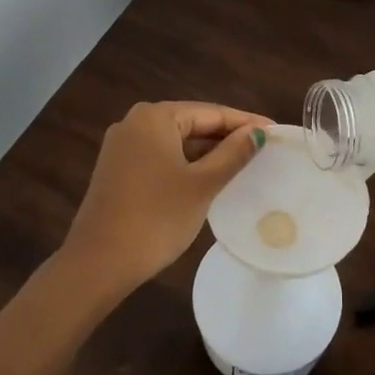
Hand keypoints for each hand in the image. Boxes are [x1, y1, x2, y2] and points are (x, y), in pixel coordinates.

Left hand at [59, 101, 270, 297]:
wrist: (98, 262)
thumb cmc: (156, 218)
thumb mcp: (202, 185)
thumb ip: (232, 154)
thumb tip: (258, 133)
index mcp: (154, 117)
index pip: (210, 112)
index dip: (245, 122)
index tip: (275, 131)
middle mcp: (134, 122)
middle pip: (191, 123)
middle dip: (226, 136)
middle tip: (262, 147)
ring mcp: (122, 147)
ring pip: (175, 141)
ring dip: (206, 152)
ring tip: (242, 162)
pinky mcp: (117, 169)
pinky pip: (160, 156)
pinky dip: (185, 164)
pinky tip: (207, 177)